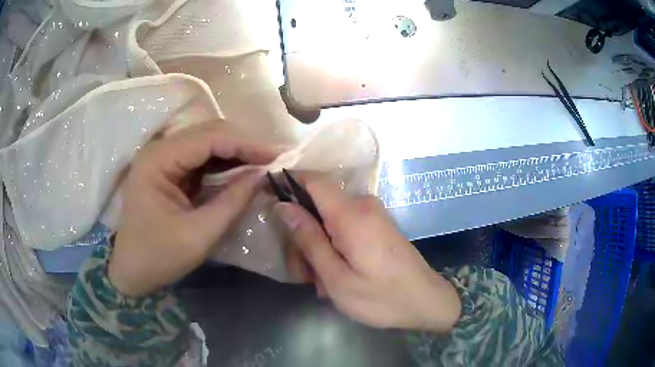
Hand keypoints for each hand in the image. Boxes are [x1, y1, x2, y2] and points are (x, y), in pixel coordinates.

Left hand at [109, 123, 279, 296]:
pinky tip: (241, 171)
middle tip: (273, 160)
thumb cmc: (159, 257)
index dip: (246, 144)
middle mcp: (159, 150)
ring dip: (236, 152)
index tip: (277, 156)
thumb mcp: (199, 235)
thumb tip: (263, 176)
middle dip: (243, 145)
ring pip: (207, 143)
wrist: (131, 271)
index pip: (208, 138)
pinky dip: (224, 164)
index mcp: (158, 161)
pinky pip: (201, 158)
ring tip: (263, 164)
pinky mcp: (169, 170)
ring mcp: (163, 158)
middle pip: (208, 133)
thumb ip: (232, 202)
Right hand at [276, 176, 460, 332]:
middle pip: (318, 206)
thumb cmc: (381, 298)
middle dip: (303, 235)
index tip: (270, 200)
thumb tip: (283, 206)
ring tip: (322, 283)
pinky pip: (345, 227)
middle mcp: (363, 205)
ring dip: (319, 247)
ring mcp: (373, 214)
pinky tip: (337, 276)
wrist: (427, 302)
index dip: (289, 182)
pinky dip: (334, 247)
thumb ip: (309, 239)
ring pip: (329, 220)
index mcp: (351, 214)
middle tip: (303, 274)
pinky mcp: (378, 225)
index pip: (314, 179)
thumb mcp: (336, 277)